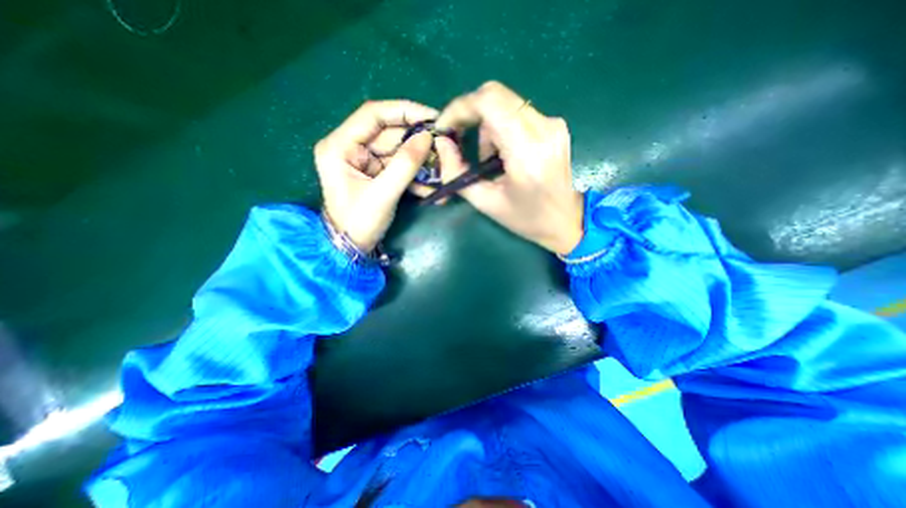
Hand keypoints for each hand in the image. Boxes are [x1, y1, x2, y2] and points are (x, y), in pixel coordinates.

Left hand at [315, 99, 436, 249]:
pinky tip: (431, 185)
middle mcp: (350, 148)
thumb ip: (405, 165)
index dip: (404, 111)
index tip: (432, 117)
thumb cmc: (359, 222)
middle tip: (443, 145)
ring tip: (441, 168)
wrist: (351, 248)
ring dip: (420, 161)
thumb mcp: (383, 194)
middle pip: (389, 133)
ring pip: (397, 151)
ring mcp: (364, 161)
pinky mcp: (375, 174)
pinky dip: (415, 174)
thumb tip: (427, 138)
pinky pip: (398, 167)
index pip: (373, 115)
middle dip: (417, 141)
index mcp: (340, 146)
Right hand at [433, 81, 587, 255]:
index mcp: (527, 152)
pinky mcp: (554, 124)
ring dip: (486, 125)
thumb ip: (457, 173)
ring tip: (487, 157)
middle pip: (495, 95)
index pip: (489, 102)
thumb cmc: (525, 218)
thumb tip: (442, 144)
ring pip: (505, 103)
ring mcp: (552, 123)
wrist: (565, 219)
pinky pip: (517, 112)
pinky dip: (500, 127)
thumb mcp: (485, 202)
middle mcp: (543, 129)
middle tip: (459, 138)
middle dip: (469, 113)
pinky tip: (503, 152)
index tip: (445, 127)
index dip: (460, 108)